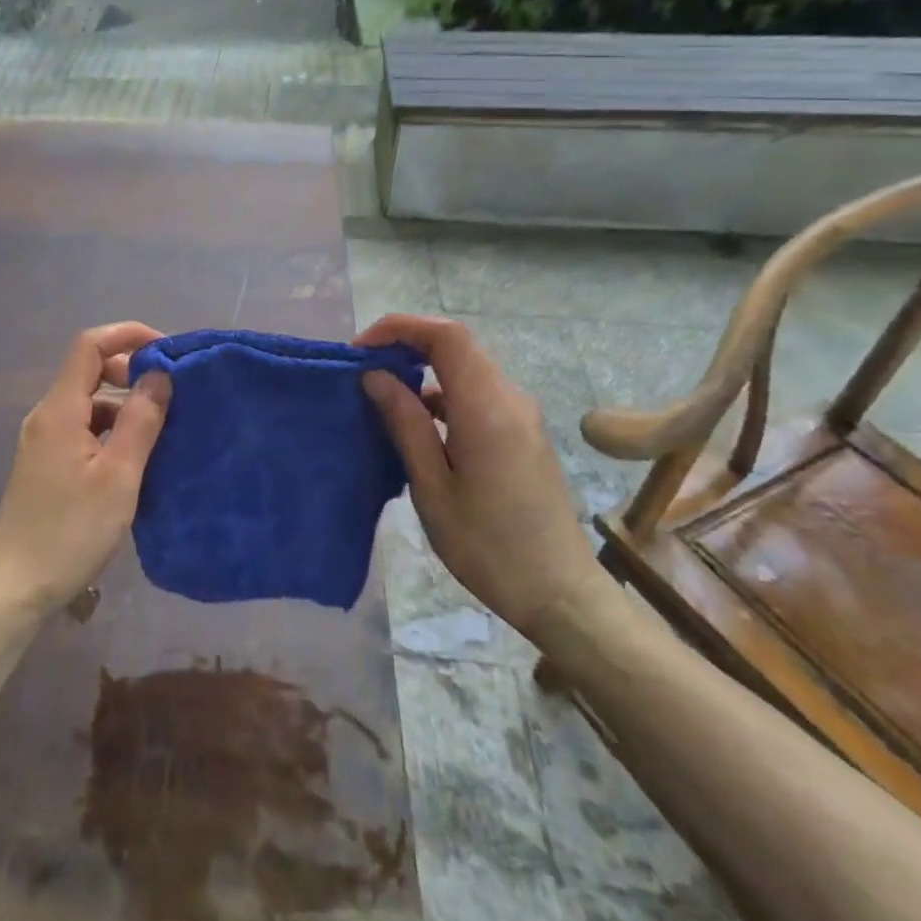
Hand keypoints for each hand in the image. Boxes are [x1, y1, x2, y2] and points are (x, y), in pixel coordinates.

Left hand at [0, 322, 171, 618]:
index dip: (127, 335)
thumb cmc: (71, 531)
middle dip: (129, 370)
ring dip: (123, 404)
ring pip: (87, 403)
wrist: (16, 588)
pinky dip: (110, 430)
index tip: (166, 350)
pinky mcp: (45, 464)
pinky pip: (82, 429)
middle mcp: (46, 416)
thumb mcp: (119, 476)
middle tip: (170, 392)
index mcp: (59, 410)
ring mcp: (42, 441)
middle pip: (87, 370)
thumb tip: (158, 373)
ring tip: (160, 428)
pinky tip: (133, 458)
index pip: (89, 345)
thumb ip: (140, 420)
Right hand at [357, 313, 604, 639]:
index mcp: (487, 408)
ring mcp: (521, 415)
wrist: (560, 594)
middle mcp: (510, 399)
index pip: (446, 336)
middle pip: (456, 346)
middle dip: (405, 345)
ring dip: (421, 371)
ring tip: (380, 398)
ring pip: (465, 369)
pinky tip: (416, 426)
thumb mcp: (432, 488)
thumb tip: (375, 376)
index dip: (400, 327)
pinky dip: (441, 394)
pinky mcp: (522, 432)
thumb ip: (405, 424)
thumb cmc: (488, 547)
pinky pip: (477, 394)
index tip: (360, 350)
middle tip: (362, 371)